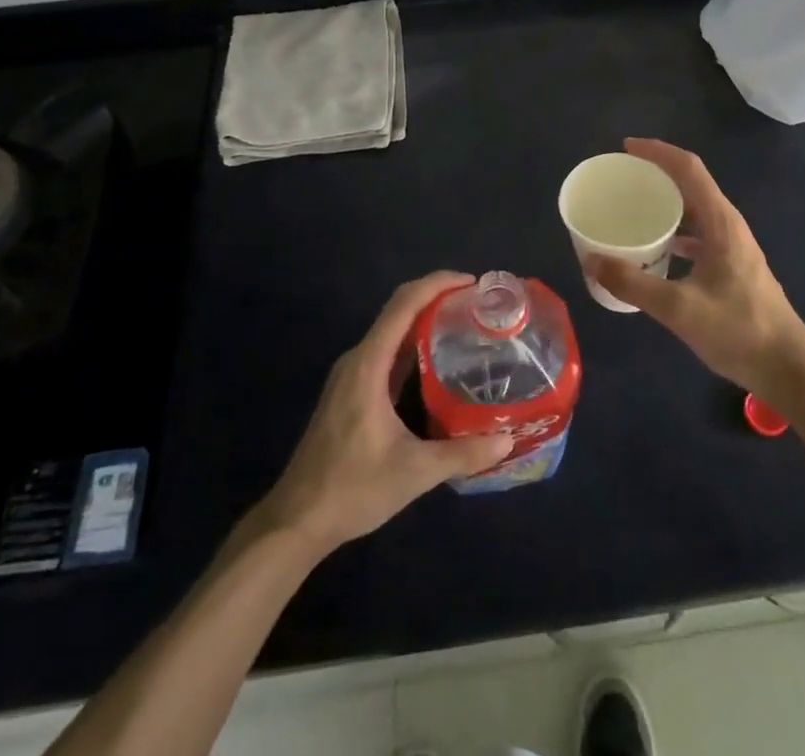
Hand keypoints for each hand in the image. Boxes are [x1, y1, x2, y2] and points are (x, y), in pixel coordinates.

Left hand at [253, 271, 513, 556]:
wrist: (297, 520)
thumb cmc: (351, 489)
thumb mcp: (413, 473)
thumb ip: (462, 454)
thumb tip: (508, 439)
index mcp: (368, 365)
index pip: (404, 304)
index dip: (437, 284)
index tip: (471, 282)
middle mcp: (358, 359)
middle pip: (398, 310)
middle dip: (436, 297)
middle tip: (476, 304)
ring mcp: (351, 376)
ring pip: (391, 332)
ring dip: (424, 321)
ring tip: (464, 326)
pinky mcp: (351, 392)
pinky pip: (386, 354)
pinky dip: (413, 345)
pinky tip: (437, 363)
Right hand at [588, 139, 804, 399]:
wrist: (789, 369)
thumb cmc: (739, 331)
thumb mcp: (680, 310)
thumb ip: (634, 284)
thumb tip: (592, 261)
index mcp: (720, 223)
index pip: (688, 168)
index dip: (657, 151)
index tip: (625, 148)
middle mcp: (728, 225)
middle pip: (690, 183)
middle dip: (656, 173)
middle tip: (620, 179)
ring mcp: (733, 245)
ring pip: (694, 209)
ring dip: (665, 203)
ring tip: (631, 209)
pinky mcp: (732, 265)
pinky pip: (698, 233)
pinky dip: (674, 230)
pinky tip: (655, 248)